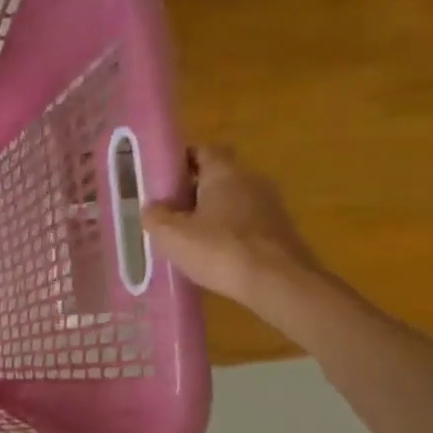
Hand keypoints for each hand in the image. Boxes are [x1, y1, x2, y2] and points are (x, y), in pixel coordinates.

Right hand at [142, 147, 321, 310]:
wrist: (278, 282)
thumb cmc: (220, 250)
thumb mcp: (172, 235)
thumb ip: (156, 216)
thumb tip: (153, 207)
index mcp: (225, 172)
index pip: (203, 150)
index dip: (181, 160)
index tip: (162, 178)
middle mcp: (251, 180)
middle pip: (218, 176)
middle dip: (192, 191)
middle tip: (167, 213)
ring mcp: (269, 206)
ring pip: (232, 201)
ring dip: (210, 215)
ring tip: (186, 239)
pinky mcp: (279, 231)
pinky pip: (245, 224)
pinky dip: (227, 234)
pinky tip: (212, 256)